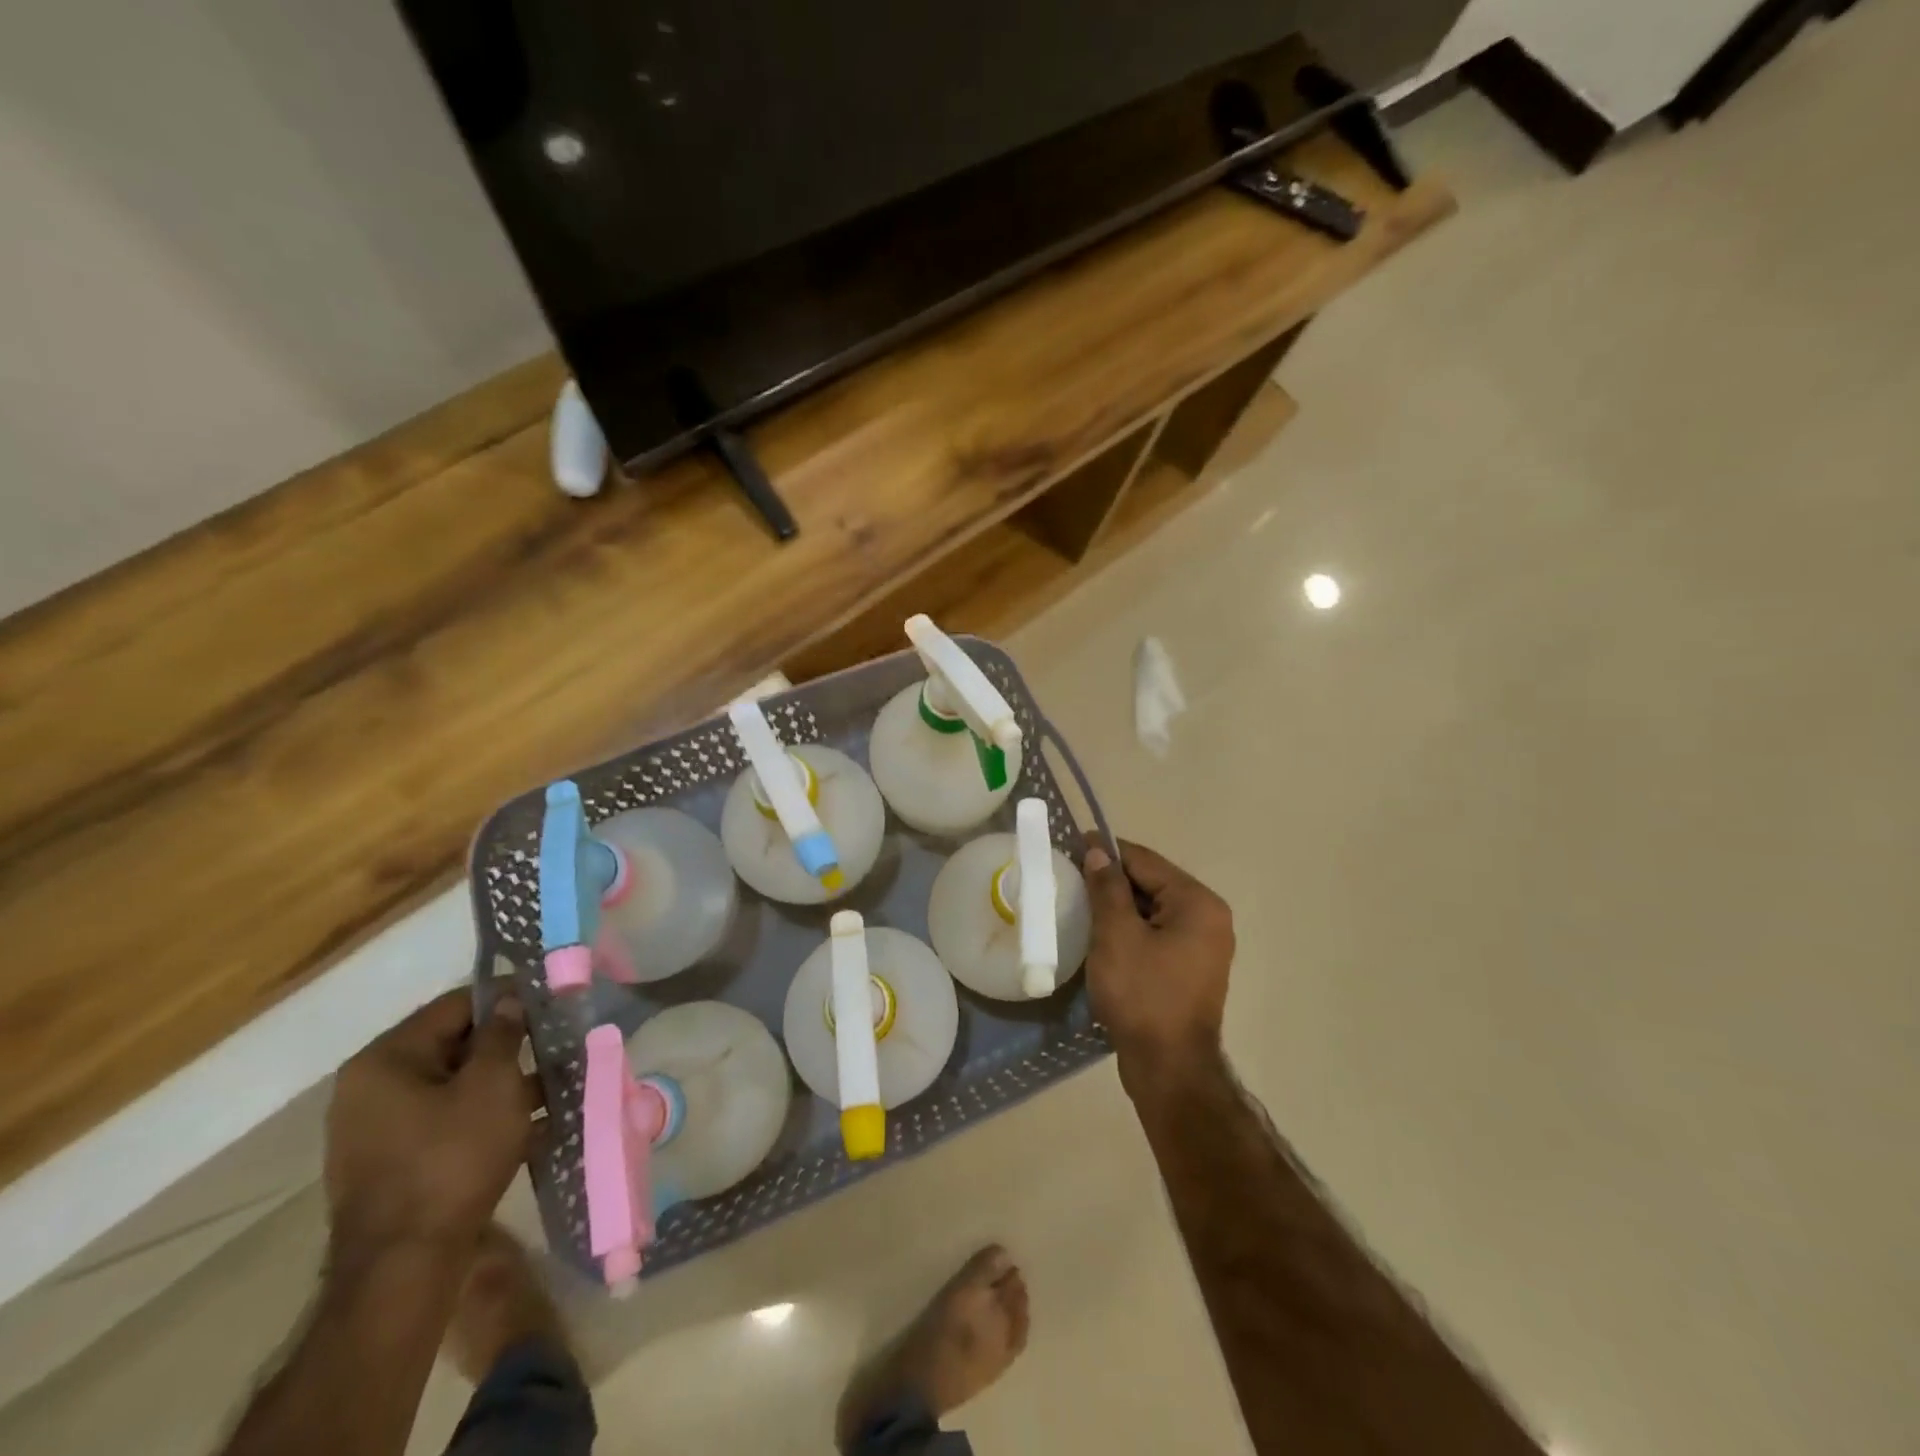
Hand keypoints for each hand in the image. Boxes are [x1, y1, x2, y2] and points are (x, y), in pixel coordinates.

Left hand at [324, 990, 537, 1257]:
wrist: (405, 1267)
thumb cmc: (451, 1159)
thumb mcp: (492, 1085)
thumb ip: (503, 1034)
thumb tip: (510, 1001)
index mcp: (385, 1060)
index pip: (455, 1005)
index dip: (506, 997)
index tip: (549, 1000)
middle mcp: (370, 1088)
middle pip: (452, 1045)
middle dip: (508, 1044)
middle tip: (556, 1043)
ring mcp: (376, 1129)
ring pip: (454, 1086)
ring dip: (502, 1083)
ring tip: (555, 1085)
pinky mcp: (392, 1163)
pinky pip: (446, 1120)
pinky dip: (485, 1115)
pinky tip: (533, 1123)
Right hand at [1082, 838, 1235, 1098]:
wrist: (1169, 1069)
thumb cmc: (1143, 995)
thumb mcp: (1116, 935)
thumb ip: (1107, 888)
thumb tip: (1098, 851)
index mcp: (1197, 903)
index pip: (1145, 861)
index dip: (1107, 851)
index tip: (1072, 845)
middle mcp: (1208, 918)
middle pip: (1151, 884)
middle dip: (1111, 880)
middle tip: (1070, 877)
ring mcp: (1202, 947)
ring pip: (1152, 911)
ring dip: (1118, 907)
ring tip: (1079, 904)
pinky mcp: (1189, 970)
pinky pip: (1156, 935)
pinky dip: (1129, 930)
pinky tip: (1100, 936)